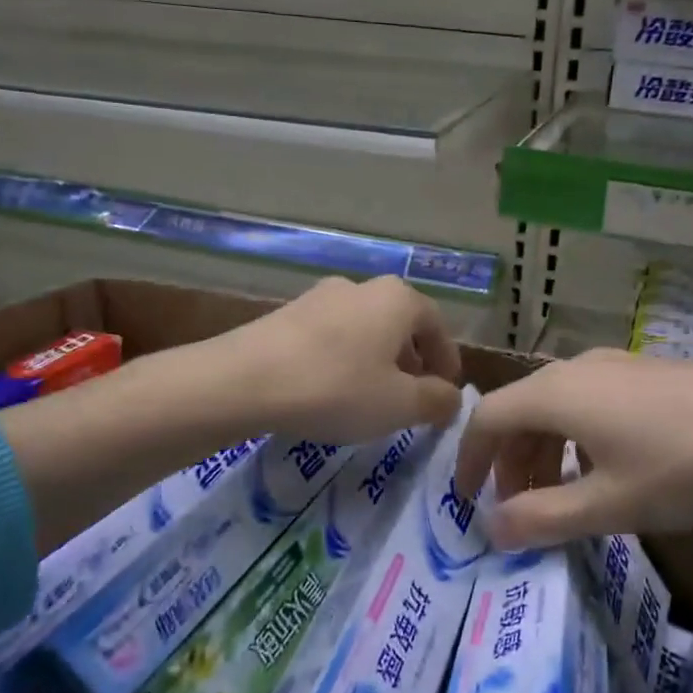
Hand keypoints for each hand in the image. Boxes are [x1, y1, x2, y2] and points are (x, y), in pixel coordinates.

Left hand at [211, 275, 462, 444]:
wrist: (242, 381)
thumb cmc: (336, 389)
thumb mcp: (400, 405)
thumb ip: (437, 401)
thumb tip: (451, 397)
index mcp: (397, 299)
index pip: (436, 326)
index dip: (447, 361)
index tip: (446, 391)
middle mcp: (361, 287)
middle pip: (399, 325)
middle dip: (411, 362)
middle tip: (412, 397)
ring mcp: (319, 297)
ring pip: (364, 330)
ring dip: (376, 361)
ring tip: (371, 397)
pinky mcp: (286, 315)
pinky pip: (332, 337)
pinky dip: (344, 360)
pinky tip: (331, 391)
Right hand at [455, 349, 692, 549]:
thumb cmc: (686, 464)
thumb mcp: (610, 504)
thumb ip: (543, 518)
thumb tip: (490, 530)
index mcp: (556, 394)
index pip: (487, 418)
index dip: (468, 460)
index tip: (467, 502)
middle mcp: (577, 369)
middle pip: (520, 412)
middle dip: (509, 463)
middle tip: (517, 510)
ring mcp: (616, 365)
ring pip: (557, 408)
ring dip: (544, 453)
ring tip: (560, 497)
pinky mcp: (647, 373)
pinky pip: (589, 403)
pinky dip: (576, 439)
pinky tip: (606, 471)